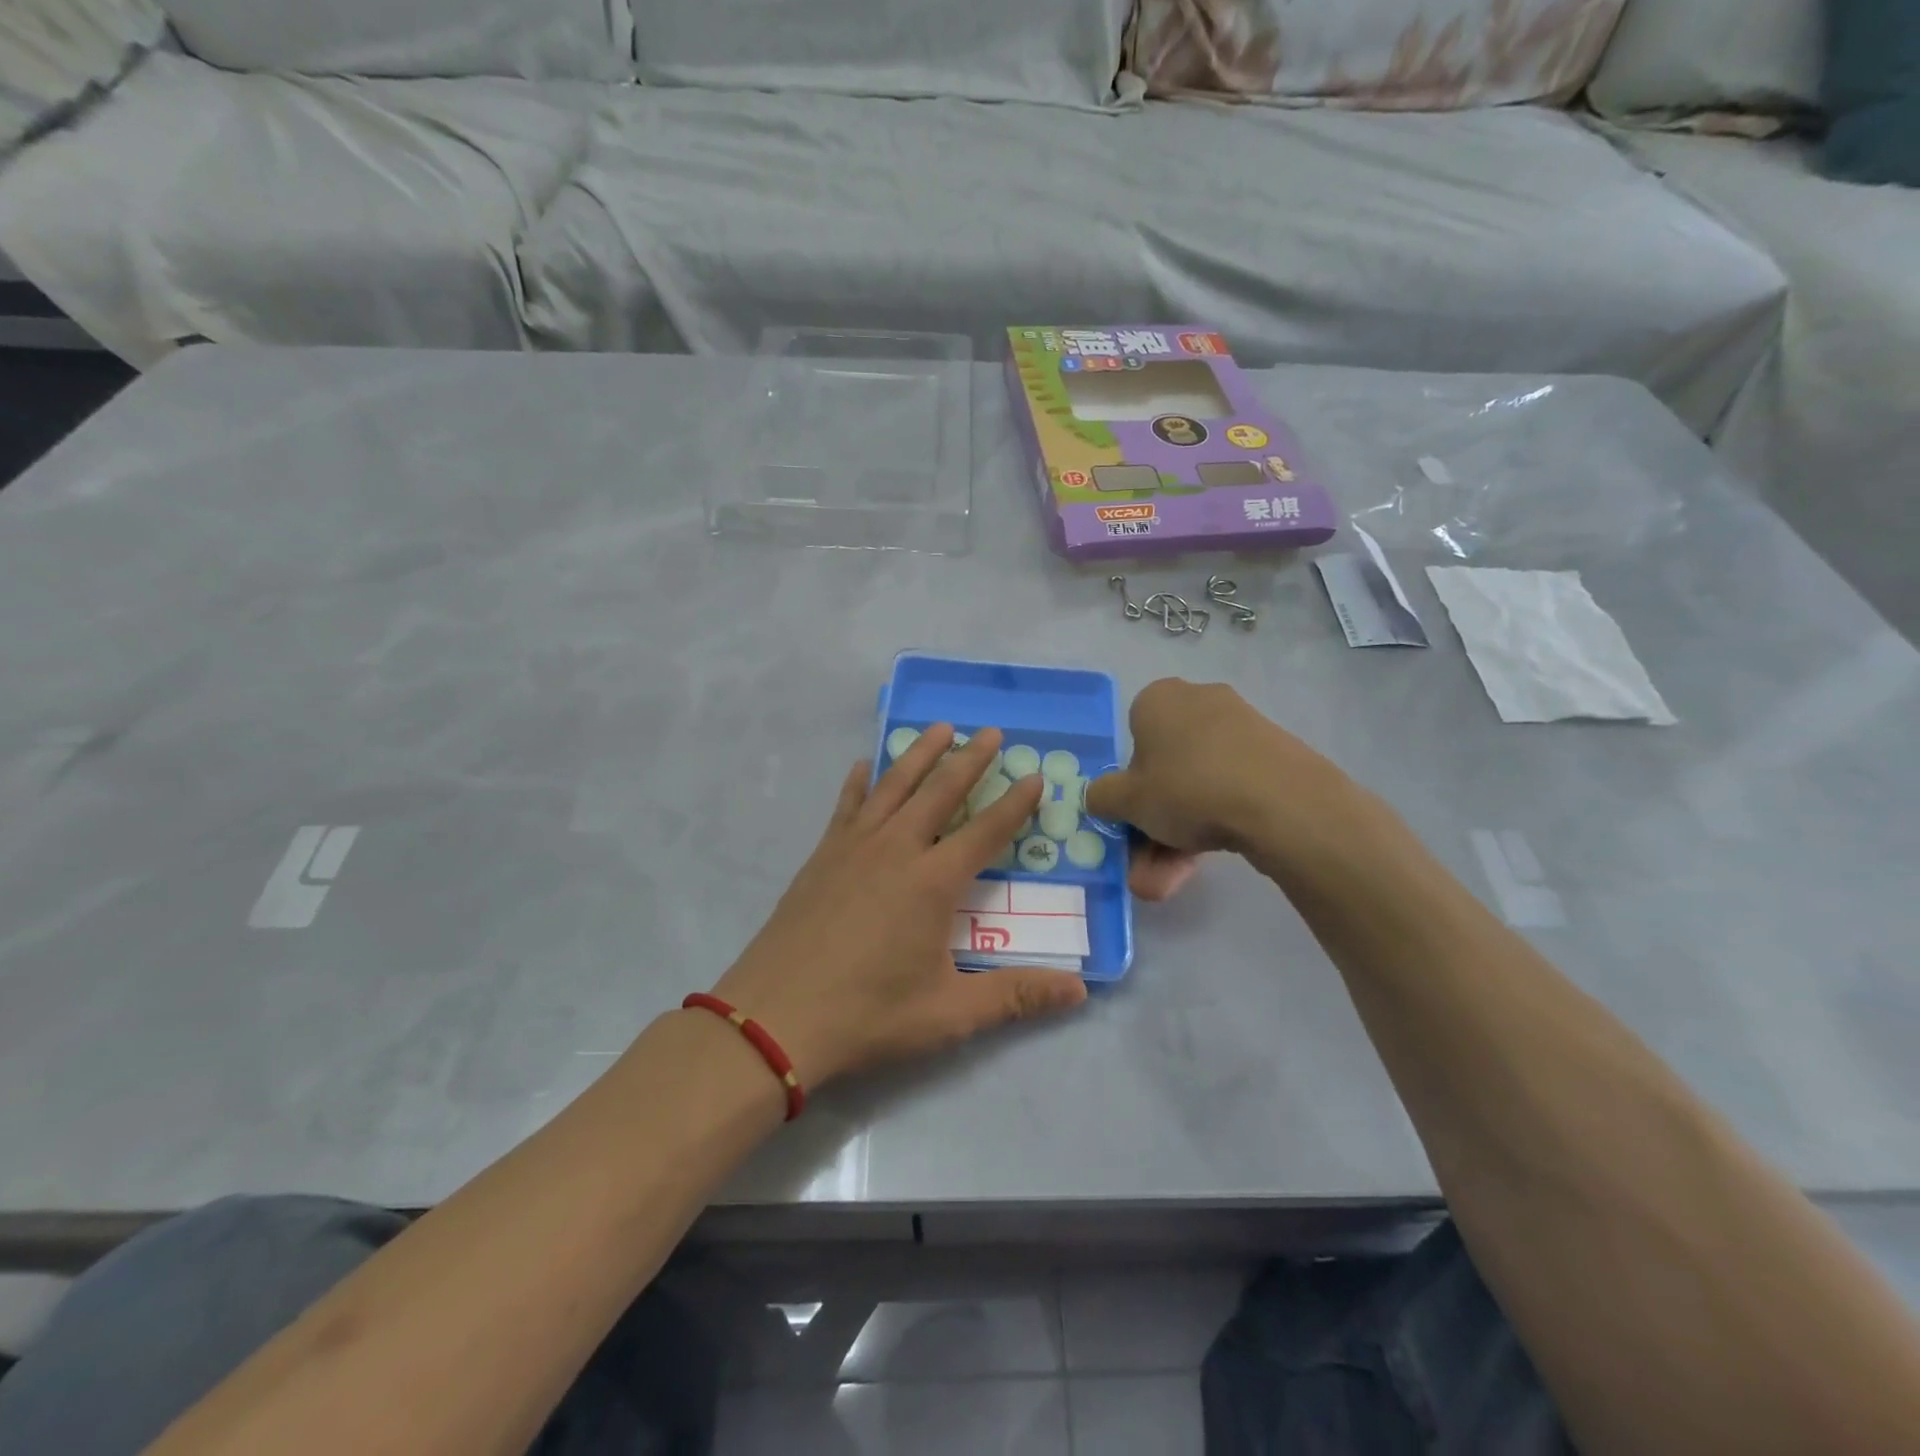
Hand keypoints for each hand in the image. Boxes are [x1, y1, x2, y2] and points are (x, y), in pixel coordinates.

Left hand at [711, 725, 1088, 1089]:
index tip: (1033, 775)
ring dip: (919, 754)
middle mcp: (896, 850)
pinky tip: (862, 766)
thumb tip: (1081, 992)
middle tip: (990, 731)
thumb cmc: (868, 1015)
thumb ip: (1016, 996)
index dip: (1014, 804)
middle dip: (969, 759)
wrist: (775, 1017)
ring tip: (939, 728)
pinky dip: (859, 782)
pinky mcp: (822, 856)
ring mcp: (854, 847)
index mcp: (932, 883)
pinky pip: (846, 805)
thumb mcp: (949, 1013)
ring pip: (893, 785)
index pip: (986, 832)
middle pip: (940, 792)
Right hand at [1086, 679, 1354, 893]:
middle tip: (1146, 868)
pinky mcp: (1272, 757)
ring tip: (1170, 883)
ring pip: (1196, 788)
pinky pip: (1229, 790)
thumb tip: (1102, 798)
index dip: (1129, 782)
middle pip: (1166, 771)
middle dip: (1153, 826)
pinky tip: (1203, 865)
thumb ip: (1102, 798)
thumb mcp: (1126, 800)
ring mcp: (1241, 729)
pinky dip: (1213, 825)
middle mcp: (1199, 703)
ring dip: (1177, 838)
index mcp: (1158, 699)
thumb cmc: (1187, 787)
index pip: (1132, 738)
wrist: (1282, 802)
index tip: (1132, 816)